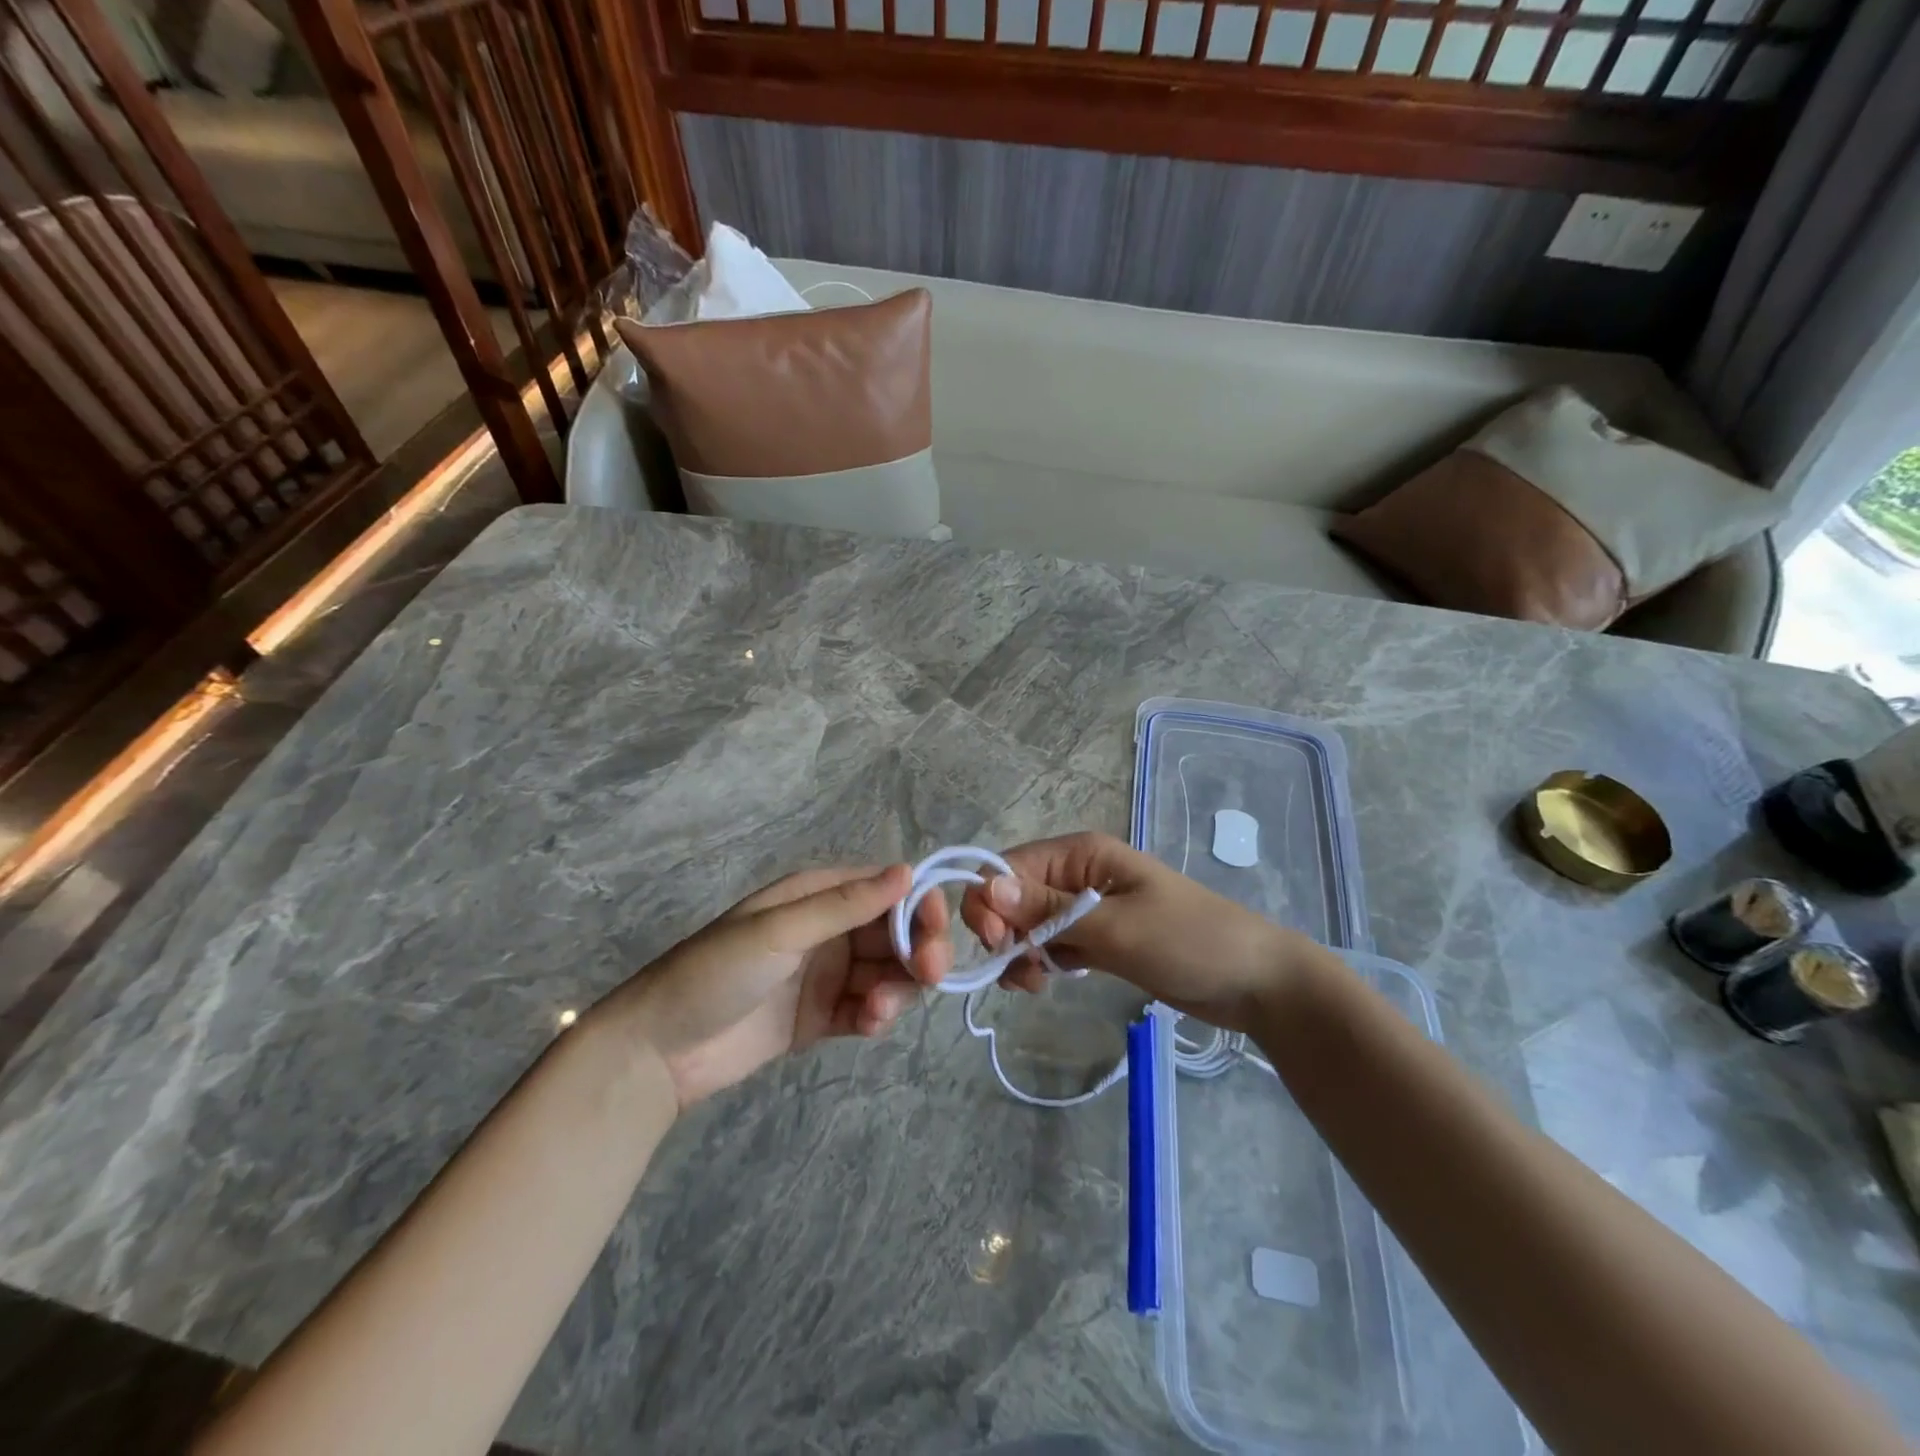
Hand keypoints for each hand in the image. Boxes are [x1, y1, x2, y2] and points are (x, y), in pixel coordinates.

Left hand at [611, 864, 950, 1107]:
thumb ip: (845, 905)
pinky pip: (867, 1009)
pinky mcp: (822, 1017)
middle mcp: (829, 930)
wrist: (658, 1051)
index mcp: (817, 895)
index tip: (937, 931)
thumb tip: (908, 870)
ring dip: (897, 988)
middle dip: (918, 950)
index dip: (918, 905)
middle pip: (895, 933)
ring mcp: (827, 975)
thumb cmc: (715, 972)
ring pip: (888, 973)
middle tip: (930, 974)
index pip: (886, 889)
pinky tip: (867, 1025)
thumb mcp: (779, 931)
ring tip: (876, 1011)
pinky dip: (877, 1015)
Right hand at [959, 832, 1312, 1031]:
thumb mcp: (1117, 927)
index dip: (989, 900)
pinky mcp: (1097, 939)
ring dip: (1019, 951)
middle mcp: (1077, 875)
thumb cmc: (1189, 941)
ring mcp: (1087, 908)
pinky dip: (1039, 962)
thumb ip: (1050, 911)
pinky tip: (1045, 982)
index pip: (1009, 867)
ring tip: (1036, 982)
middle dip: (1004, 930)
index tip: (993, 943)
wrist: (1254, 981)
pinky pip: (1049, 944)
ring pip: (1027, 924)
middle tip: (1019, 970)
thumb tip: (988, 890)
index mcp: (1081, 854)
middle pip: (1013, 896)